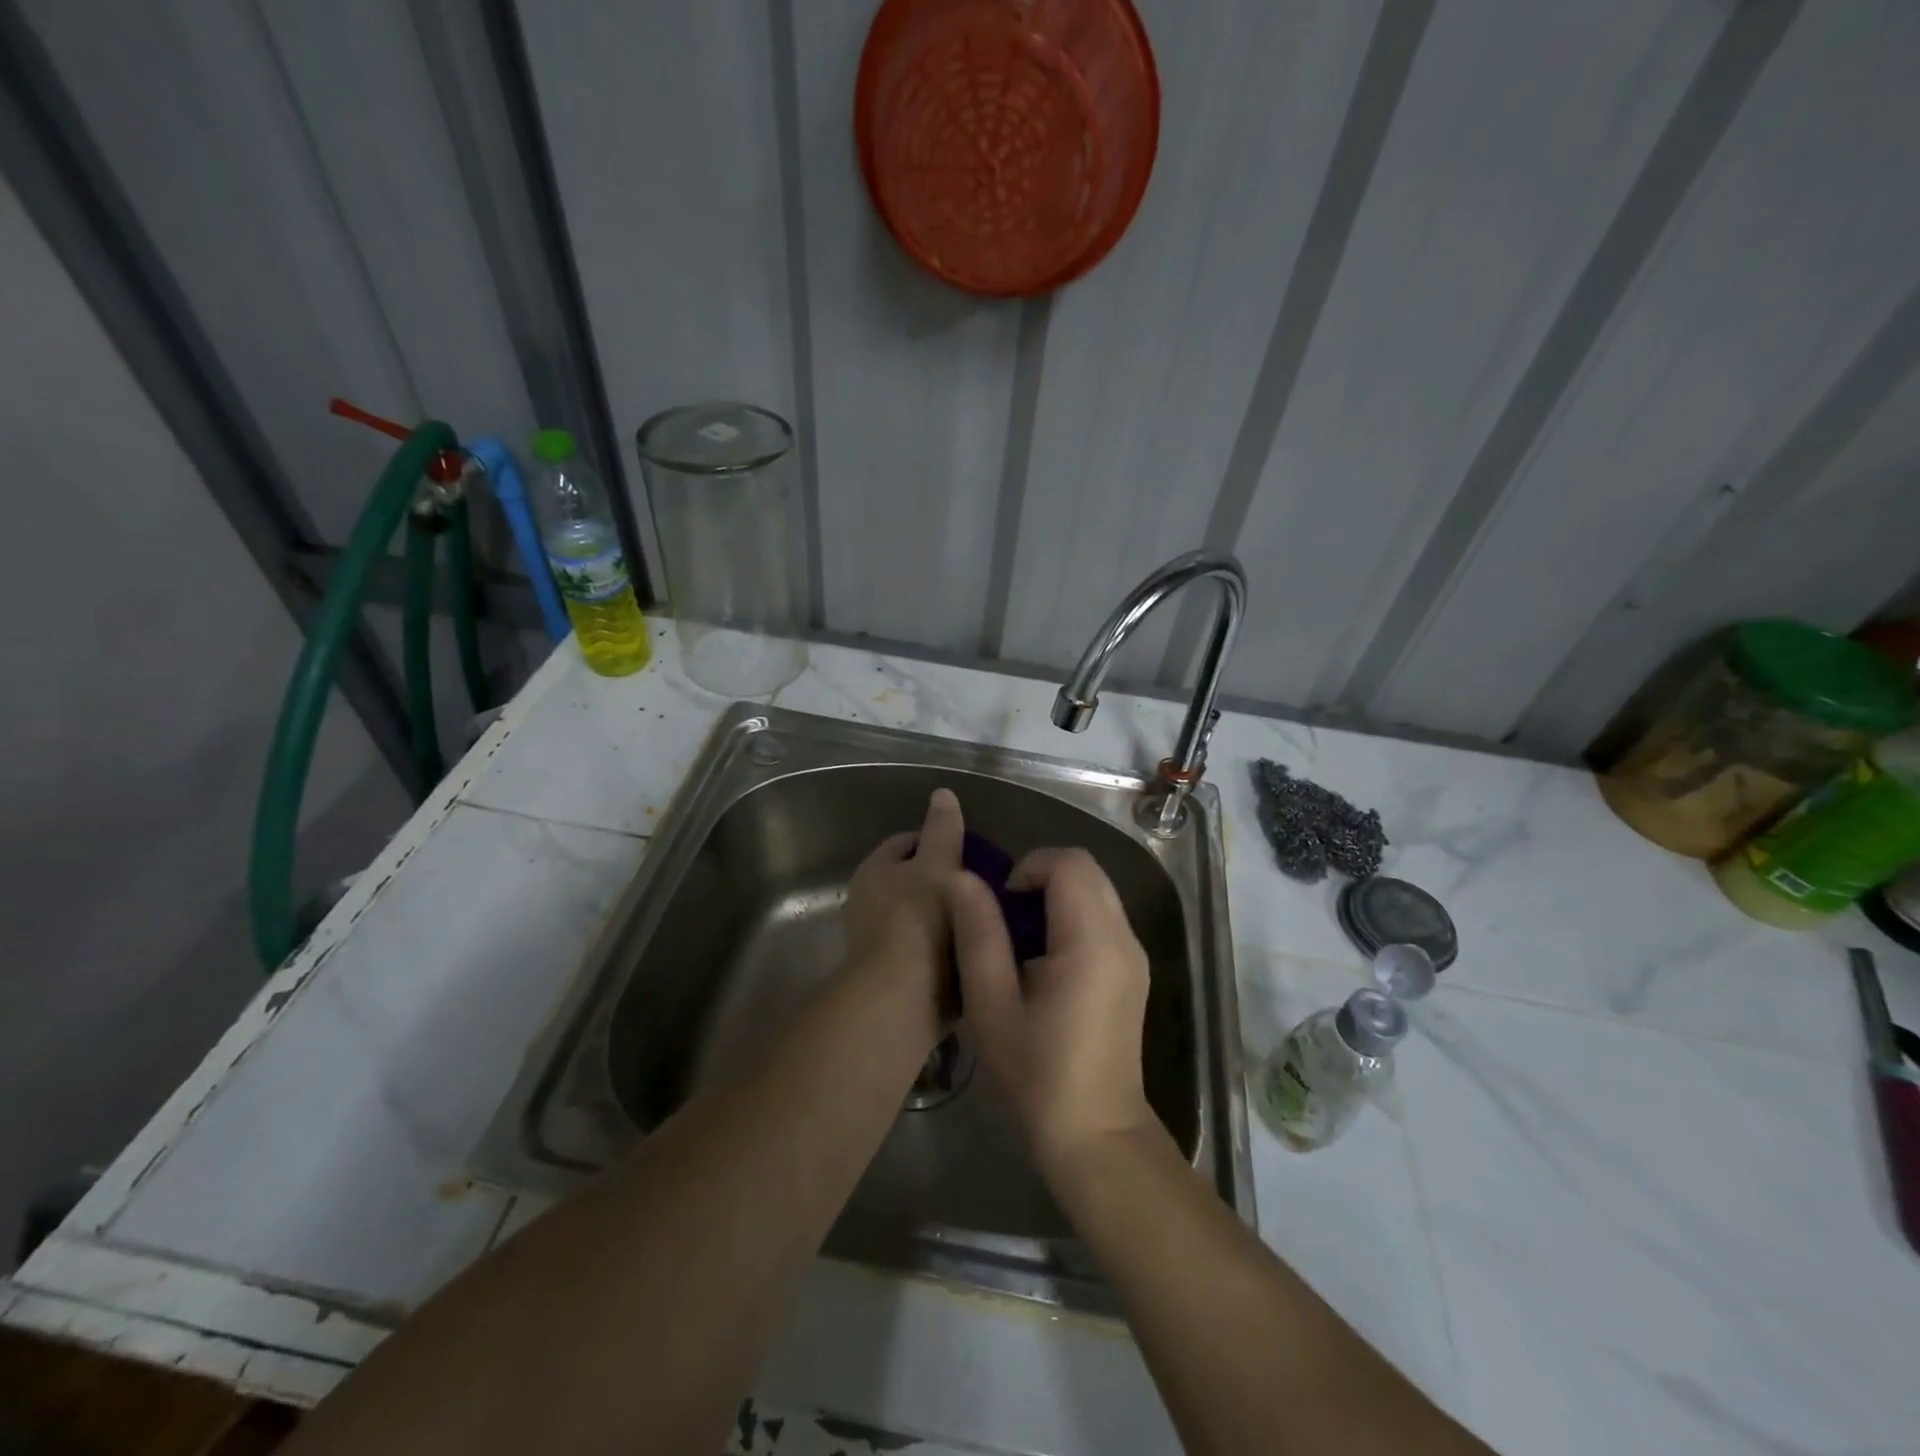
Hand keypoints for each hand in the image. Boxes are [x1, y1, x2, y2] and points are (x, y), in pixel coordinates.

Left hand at [841, 788, 965, 1043]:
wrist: (901, 1000)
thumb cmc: (919, 920)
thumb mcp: (938, 865)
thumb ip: (943, 830)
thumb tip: (942, 793)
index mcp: (874, 870)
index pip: (907, 841)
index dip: (940, 839)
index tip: (974, 850)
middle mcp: (869, 903)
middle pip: (915, 881)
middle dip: (949, 882)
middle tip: (988, 887)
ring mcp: (879, 942)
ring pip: (923, 917)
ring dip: (951, 918)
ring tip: (989, 919)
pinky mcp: (895, 976)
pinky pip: (928, 951)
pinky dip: (948, 950)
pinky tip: (977, 952)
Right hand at [947, 848, 1155, 1171]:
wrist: (1096, 1135)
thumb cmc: (1037, 1074)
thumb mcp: (991, 1004)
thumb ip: (978, 934)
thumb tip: (963, 879)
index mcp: (1092, 940)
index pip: (1070, 863)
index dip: (1029, 867)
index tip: (1001, 905)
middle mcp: (1123, 937)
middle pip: (1087, 870)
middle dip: (1041, 878)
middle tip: (1006, 920)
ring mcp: (1134, 954)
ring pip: (1096, 891)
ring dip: (1055, 898)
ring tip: (1020, 942)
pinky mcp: (1133, 971)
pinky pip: (1102, 917)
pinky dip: (1071, 918)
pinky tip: (1044, 962)